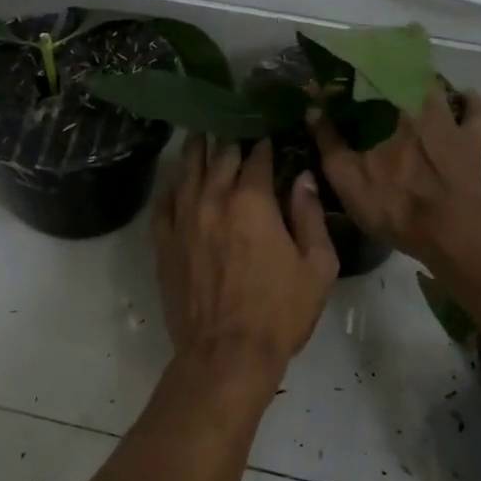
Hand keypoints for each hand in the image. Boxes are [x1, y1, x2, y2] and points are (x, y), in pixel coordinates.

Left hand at [152, 137, 338, 377]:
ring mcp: (183, 220)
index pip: (257, 155)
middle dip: (230, 138)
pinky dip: (172, 187)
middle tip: (236, 125)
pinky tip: (177, 182)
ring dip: (197, 150)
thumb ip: (310, 215)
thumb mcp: (317, 265)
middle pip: (219, 155)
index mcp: (253, 200)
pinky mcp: (165, 243)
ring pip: (187, 171)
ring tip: (202, 134)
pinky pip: (163, 204)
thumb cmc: (280, 311)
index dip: (265, 140)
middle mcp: (213, 199)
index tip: (270, 131)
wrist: (226, 354)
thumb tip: (302, 177)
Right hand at [313, 86, 480, 262]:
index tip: (325, 96)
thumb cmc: (391, 205)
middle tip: (364, 93)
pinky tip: (461, 96)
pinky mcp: (471, 138)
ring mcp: (446, 119)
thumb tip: (313, 109)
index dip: (337, 89)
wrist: (449, 229)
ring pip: (432, 86)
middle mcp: (413, 104)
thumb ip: (328, 142)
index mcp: (380, 112)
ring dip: (417, 83)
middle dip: (376, 80)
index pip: (353, 86)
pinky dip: (467, 99)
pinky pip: (473, 109)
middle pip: (393, 78)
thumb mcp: (345, 179)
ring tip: (405, 91)